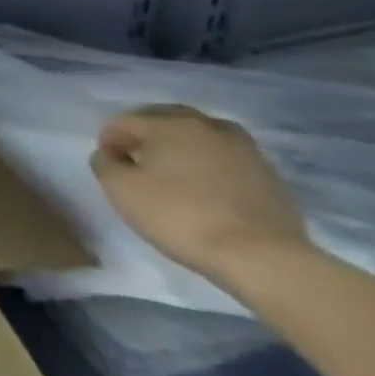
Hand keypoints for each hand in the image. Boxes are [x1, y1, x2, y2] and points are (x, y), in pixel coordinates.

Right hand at [90, 104, 310, 288]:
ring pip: (200, 135)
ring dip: (181, 146)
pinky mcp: (269, 174)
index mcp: (168, 124)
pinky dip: (209, 164)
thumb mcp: (120, 190)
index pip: (125, 120)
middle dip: (145, 134)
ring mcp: (243, 149)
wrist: (262, 257)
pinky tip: (205, 188)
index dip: (109, 139)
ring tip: (173, 172)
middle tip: (136, 160)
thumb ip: (105, 163)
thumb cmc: (180, 216)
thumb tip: (111, 155)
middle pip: (165, 118)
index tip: (108, 164)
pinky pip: (225, 157)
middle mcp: (206, 125)